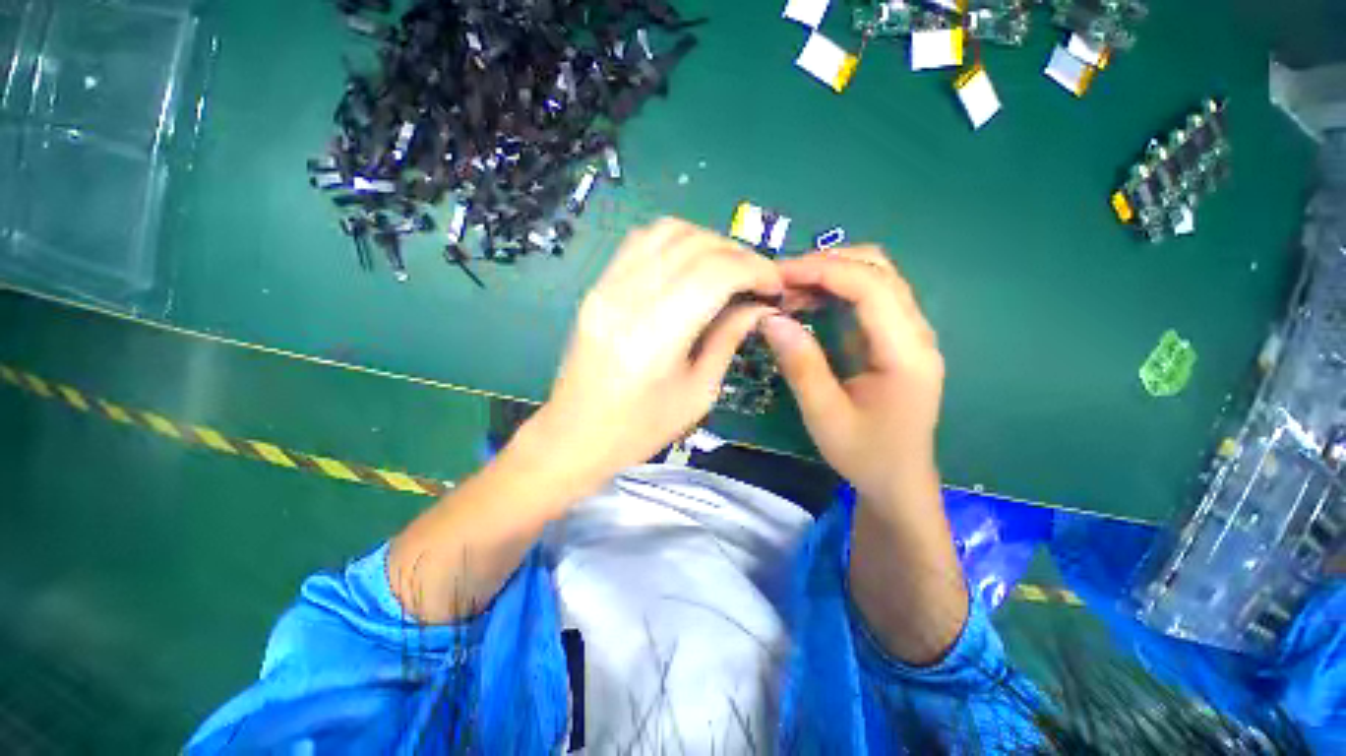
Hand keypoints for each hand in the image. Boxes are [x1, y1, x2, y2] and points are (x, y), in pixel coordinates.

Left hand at [524, 218, 781, 491]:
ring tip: (728, 268)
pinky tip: (691, 266)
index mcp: (655, 335)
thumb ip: (729, 339)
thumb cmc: (640, 429)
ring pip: (667, 231)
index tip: (775, 285)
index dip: (755, 269)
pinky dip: (676, 242)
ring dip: (708, 242)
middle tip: (758, 278)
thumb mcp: (697, 393)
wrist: (575, 435)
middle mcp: (627, 299)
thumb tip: (758, 305)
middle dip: (738, 253)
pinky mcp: (597, 286)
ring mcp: (606, 287)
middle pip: (694, 244)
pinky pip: (641, 241)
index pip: (715, 272)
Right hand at [762, 247, 944, 507]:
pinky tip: (808, 302)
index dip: (822, 270)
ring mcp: (909, 333)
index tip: (777, 275)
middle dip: (826, 264)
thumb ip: (800, 365)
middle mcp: (916, 333)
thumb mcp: (823, 414)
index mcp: (906, 353)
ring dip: (830, 273)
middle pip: (878, 269)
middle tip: (780, 281)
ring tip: (788, 290)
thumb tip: (770, 318)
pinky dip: (835, 289)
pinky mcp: (896, 339)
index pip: (870, 286)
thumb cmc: (864, 454)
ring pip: (875, 277)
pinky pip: (869, 297)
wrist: (898, 481)